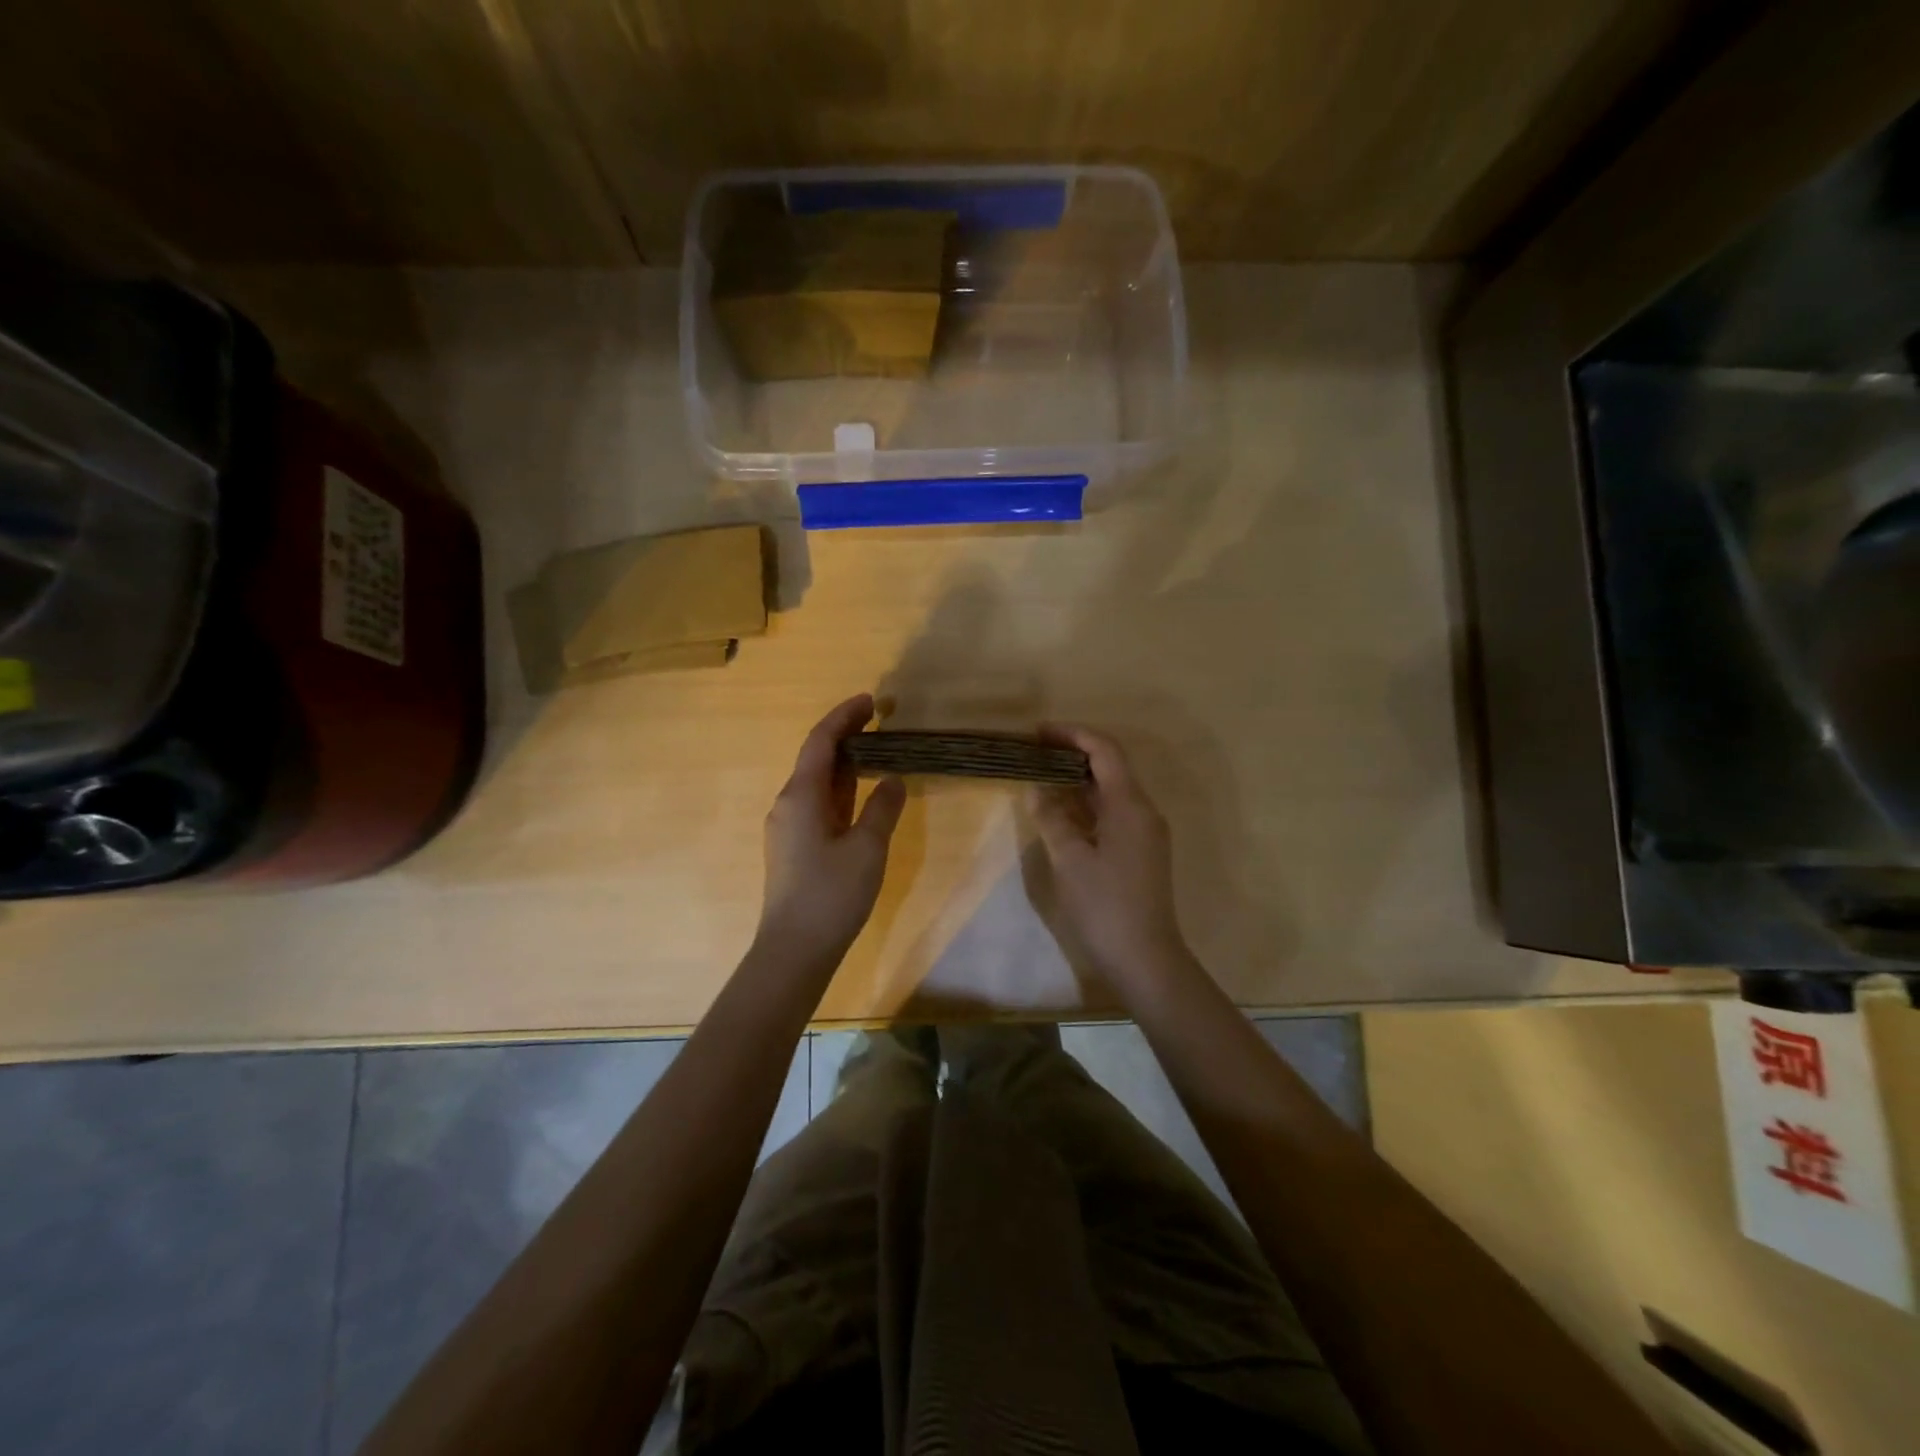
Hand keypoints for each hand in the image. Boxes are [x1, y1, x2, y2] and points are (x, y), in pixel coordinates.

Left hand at [758, 694, 906, 963]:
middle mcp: (788, 804)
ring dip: (843, 764)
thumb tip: (894, 780)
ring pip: (817, 783)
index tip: (870, 701)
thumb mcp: (867, 848)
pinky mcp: (794, 847)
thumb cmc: (831, 895)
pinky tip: (860, 795)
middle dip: (845, 736)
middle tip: (879, 722)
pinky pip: (818, 804)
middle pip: (816, 758)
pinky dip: (840, 790)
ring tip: (876, 751)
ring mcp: (788, 827)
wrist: (794, 949)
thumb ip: (882, 808)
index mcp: (800, 796)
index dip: (844, 717)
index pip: (820, 742)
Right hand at [1031, 726, 1196, 993]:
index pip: (1104, 751)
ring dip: (1077, 779)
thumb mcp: (1070, 860)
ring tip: (1040, 774)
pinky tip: (1060, 810)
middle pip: (1110, 766)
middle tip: (1033, 751)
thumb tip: (1037, 789)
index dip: (1072, 735)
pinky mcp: (1139, 851)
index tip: (1037, 732)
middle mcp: (1143, 811)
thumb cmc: (1105, 906)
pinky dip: (1085, 803)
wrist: (1145, 959)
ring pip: (1110, 791)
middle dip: (1072, 753)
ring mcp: (1144, 832)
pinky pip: (1111, 813)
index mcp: (1130, 805)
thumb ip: (1052, 818)